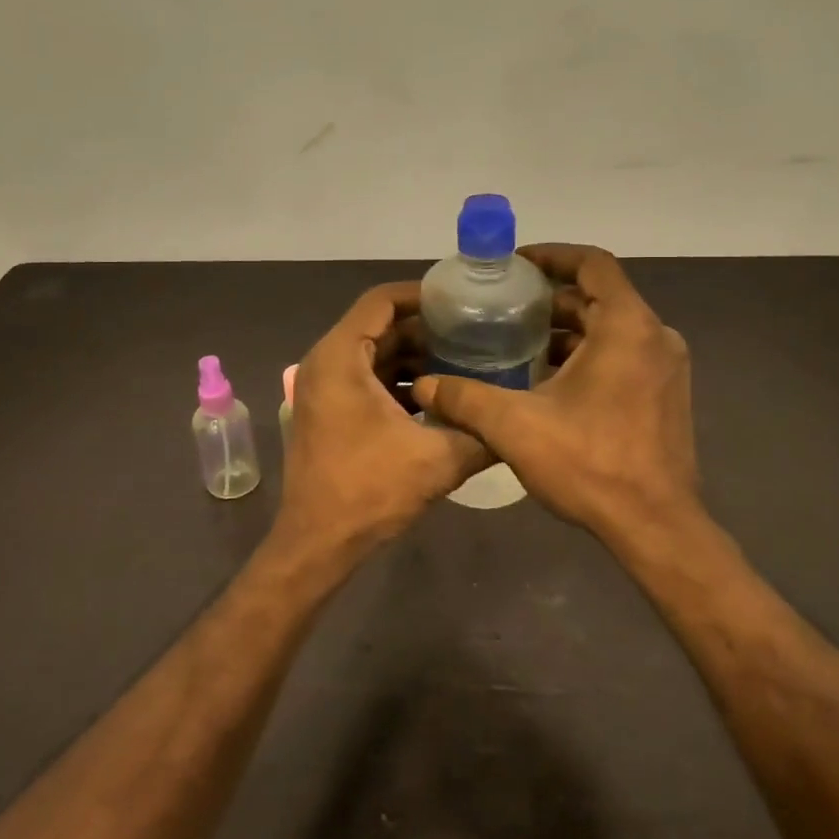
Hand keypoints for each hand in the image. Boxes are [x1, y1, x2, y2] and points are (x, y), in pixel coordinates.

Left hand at [274, 282, 490, 563]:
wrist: (318, 544)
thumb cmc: (368, 491)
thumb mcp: (438, 459)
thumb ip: (482, 433)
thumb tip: (521, 419)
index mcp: (341, 357)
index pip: (381, 300)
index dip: (422, 295)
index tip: (463, 302)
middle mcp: (326, 363)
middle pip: (380, 326)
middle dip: (427, 330)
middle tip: (475, 334)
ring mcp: (323, 389)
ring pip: (375, 354)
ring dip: (416, 357)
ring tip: (466, 363)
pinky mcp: (328, 411)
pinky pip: (367, 379)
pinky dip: (400, 381)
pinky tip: (439, 397)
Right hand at [411, 245, 699, 544]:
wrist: (654, 526)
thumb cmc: (590, 465)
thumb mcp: (515, 427)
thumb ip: (465, 399)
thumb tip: (424, 387)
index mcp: (627, 327)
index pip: (593, 264)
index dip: (552, 256)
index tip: (515, 265)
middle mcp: (654, 337)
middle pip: (599, 297)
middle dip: (551, 300)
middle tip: (504, 309)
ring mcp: (665, 367)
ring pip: (611, 329)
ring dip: (568, 331)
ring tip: (517, 343)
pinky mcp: (666, 394)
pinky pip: (624, 355)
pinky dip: (588, 356)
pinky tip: (548, 382)